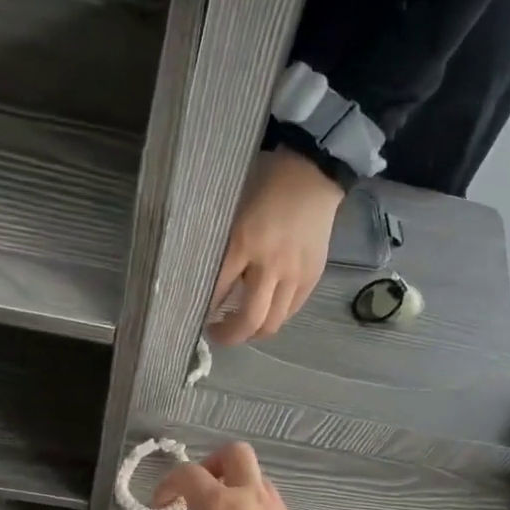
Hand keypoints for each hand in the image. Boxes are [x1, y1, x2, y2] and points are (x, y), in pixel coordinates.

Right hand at [153, 442, 320, 509]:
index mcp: (217, 506)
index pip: (189, 473)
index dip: (170, 483)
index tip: (162, 504)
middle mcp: (249, 496)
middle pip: (235, 454)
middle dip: (214, 464)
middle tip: (202, 491)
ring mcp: (277, 509)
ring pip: (257, 478)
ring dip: (239, 488)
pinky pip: (273, 505)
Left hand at [209, 147, 343, 344]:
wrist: (312, 174)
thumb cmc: (264, 185)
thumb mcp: (232, 211)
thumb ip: (223, 246)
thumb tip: (206, 280)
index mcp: (244, 244)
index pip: (219, 291)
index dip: (206, 310)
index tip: (196, 316)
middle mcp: (270, 265)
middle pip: (250, 319)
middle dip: (230, 335)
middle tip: (217, 334)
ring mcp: (295, 274)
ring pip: (273, 322)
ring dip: (253, 332)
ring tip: (242, 327)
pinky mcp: (312, 277)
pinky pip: (291, 310)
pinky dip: (275, 317)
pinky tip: (265, 311)